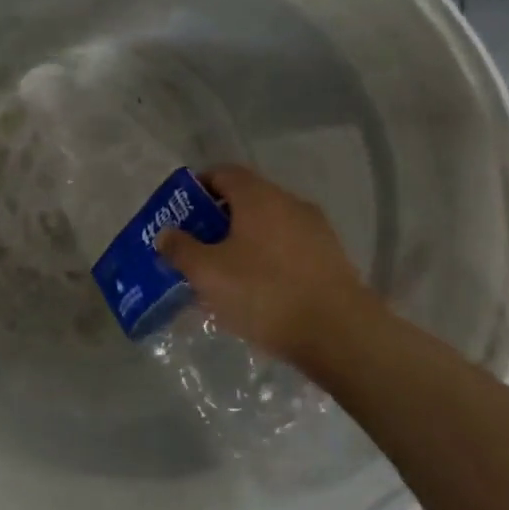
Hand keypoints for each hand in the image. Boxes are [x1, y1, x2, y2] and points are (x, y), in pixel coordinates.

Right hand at [155, 164, 378, 364]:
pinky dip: (268, 262)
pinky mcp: (332, 261)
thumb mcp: (207, 273)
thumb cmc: (264, 293)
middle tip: (195, 248)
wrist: (341, 336)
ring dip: (243, 244)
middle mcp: (290, 204)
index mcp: (258, 196)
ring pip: (268, 228)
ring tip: (224, 276)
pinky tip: (258, 294)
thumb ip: (180, 249)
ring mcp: (316, 232)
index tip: (179, 214)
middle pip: (245, 201)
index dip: (196, 188)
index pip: (222, 173)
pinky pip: (289, 251)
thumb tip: (167, 234)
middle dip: (217, 221)